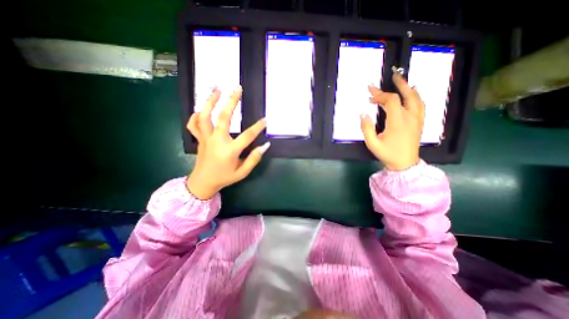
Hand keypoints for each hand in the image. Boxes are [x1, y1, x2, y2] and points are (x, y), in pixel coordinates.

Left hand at [184, 85, 268, 199]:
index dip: (258, 127)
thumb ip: (254, 158)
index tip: (265, 119)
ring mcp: (206, 138)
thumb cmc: (225, 177)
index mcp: (230, 150)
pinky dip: (195, 115)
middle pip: (224, 117)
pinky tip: (201, 109)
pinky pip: (193, 125)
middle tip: (237, 88)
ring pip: (205, 116)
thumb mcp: (243, 172)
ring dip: (210, 101)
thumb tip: (266, 145)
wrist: (203, 183)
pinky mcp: (199, 139)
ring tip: (217, 89)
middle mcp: (217, 141)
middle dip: (231, 101)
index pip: (247, 136)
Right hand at [357, 68, 424, 169]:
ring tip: (401, 81)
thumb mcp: (372, 143)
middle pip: (406, 95)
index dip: (380, 95)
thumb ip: (366, 128)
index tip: (370, 94)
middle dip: (397, 84)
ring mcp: (417, 119)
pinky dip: (416, 96)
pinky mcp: (420, 122)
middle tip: (392, 75)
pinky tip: (413, 92)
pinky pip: (421, 105)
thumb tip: (363, 114)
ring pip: (416, 98)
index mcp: (398, 121)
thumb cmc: (387, 154)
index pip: (391, 101)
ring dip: (408, 88)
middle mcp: (410, 117)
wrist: (405, 164)